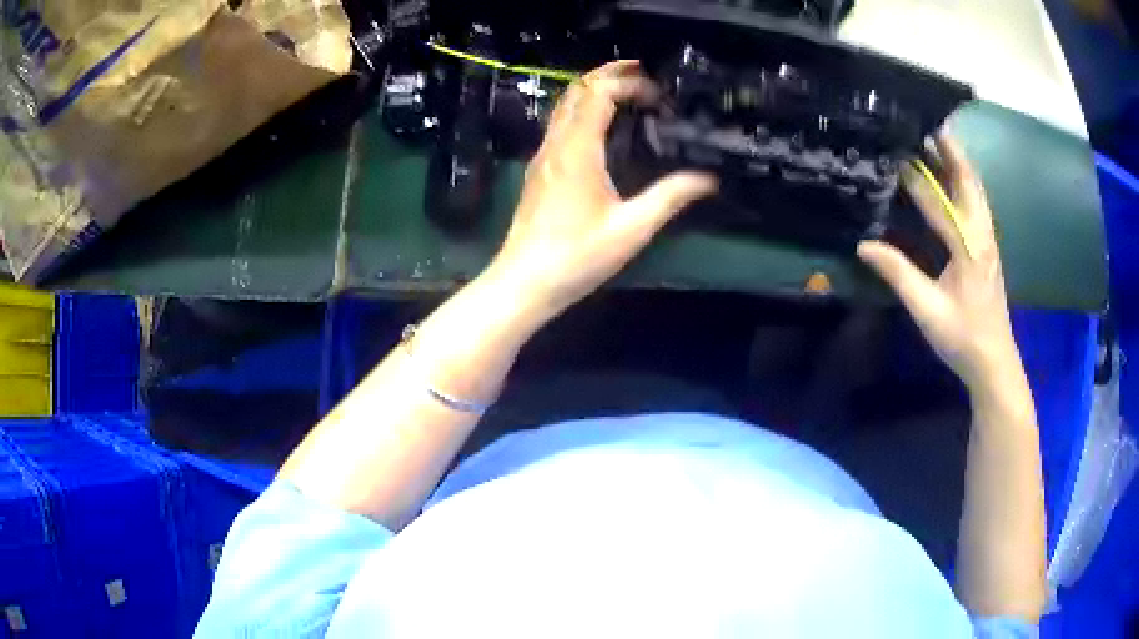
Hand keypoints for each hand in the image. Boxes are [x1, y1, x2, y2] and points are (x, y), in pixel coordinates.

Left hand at [488, 60, 716, 320]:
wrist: (524, 282)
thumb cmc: (577, 257)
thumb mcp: (632, 229)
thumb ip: (670, 197)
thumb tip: (708, 179)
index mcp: (578, 150)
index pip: (599, 93)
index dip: (629, 83)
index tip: (658, 94)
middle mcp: (556, 143)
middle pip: (577, 90)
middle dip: (608, 73)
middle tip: (642, 73)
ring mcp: (543, 155)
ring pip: (564, 105)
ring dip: (593, 90)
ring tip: (626, 91)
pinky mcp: (539, 170)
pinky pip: (559, 124)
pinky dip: (582, 110)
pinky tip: (602, 126)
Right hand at [858, 131, 1019, 392]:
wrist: (994, 361)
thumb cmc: (962, 337)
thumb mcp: (927, 309)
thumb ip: (899, 273)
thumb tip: (864, 245)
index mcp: (967, 246)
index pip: (937, 200)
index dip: (914, 175)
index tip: (893, 148)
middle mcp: (981, 234)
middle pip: (967, 180)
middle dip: (948, 149)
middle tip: (927, 122)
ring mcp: (987, 239)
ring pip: (975, 189)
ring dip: (958, 161)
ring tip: (939, 138)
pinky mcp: (988, 247)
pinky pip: (976, 202)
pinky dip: (965, 181)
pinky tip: (954, 178)